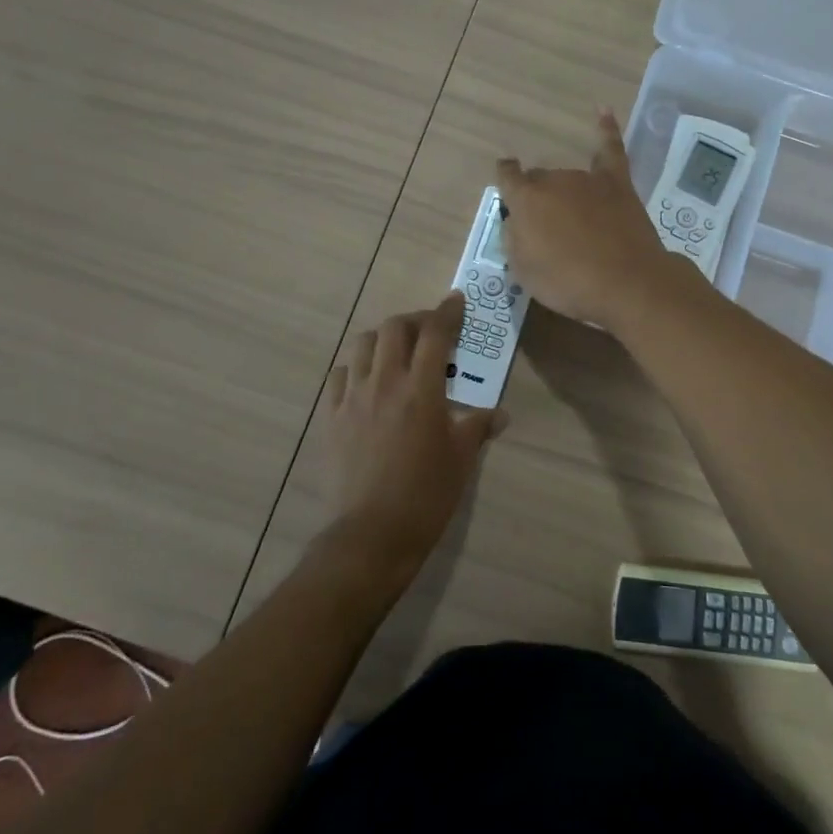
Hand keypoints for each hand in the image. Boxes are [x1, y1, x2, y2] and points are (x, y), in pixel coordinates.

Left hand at [322, 293, 505, 581]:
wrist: (372, 534)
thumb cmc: (426, 495)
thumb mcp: (461, 460)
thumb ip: (478, 427)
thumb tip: (500, 414)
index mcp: (421, 389)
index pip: (435, 333)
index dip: (447, 311)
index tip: (456, 299)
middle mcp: (384, 382)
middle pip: (394, 328)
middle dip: (415, 320)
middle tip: (430, 332)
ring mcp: (353, 398)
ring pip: (362, 344)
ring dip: (382, 338)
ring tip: (396, 352)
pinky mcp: (332, 417)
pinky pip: (339, 375)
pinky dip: (355, 367)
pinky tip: (366, 381)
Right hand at [495, 110, 694, 330]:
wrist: (627, 283)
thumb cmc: (569, 283)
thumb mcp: (524, 272)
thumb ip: (514, 241)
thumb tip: (516, 223)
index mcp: (526, 200)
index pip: (506, 177)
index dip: (505, 182)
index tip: (506, 189)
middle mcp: (555, 181)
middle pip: (539, 180)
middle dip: (538, 198)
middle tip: (547, 227)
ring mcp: (589, 179)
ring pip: (568, 176)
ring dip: (565, 192)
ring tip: (573, 218)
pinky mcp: (619, 183)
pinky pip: (611, 148)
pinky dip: (606, 128)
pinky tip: (602, 109)